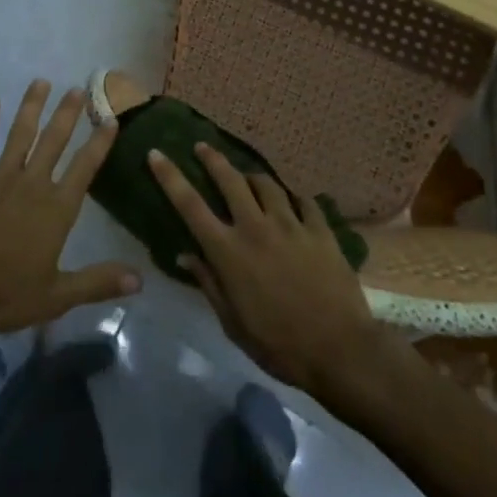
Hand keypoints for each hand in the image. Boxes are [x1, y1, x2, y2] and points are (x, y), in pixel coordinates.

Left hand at [0, 80, 140, 336]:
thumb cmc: (4, 296)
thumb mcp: (57, 296)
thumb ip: (98, 282)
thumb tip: (140, 279)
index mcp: (55, 209)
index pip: (85, 168)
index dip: (99, 143)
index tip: (111, 119)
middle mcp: (31, 184)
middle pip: (54, 141)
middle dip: (68, 113)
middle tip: (78, 88)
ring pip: (20, 134)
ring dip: (31, 107)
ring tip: (41, 82)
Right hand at [149, 142, 381, 394]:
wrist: (340, 351)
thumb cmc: (279, 345)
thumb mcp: (233, 323)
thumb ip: (209, 283)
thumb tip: (185, 255)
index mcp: (229, 252)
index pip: (190, 205)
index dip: (170, 177)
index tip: (156, 154)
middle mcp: (256, 228)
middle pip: (230, 179)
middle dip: (212, 158)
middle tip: (203, 146)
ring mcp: (291, 225)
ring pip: (266, 184)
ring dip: (252, 177)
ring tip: (248, 177)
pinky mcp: (320, 230)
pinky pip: (303, 200)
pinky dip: (293, 197)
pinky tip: (292, 200)